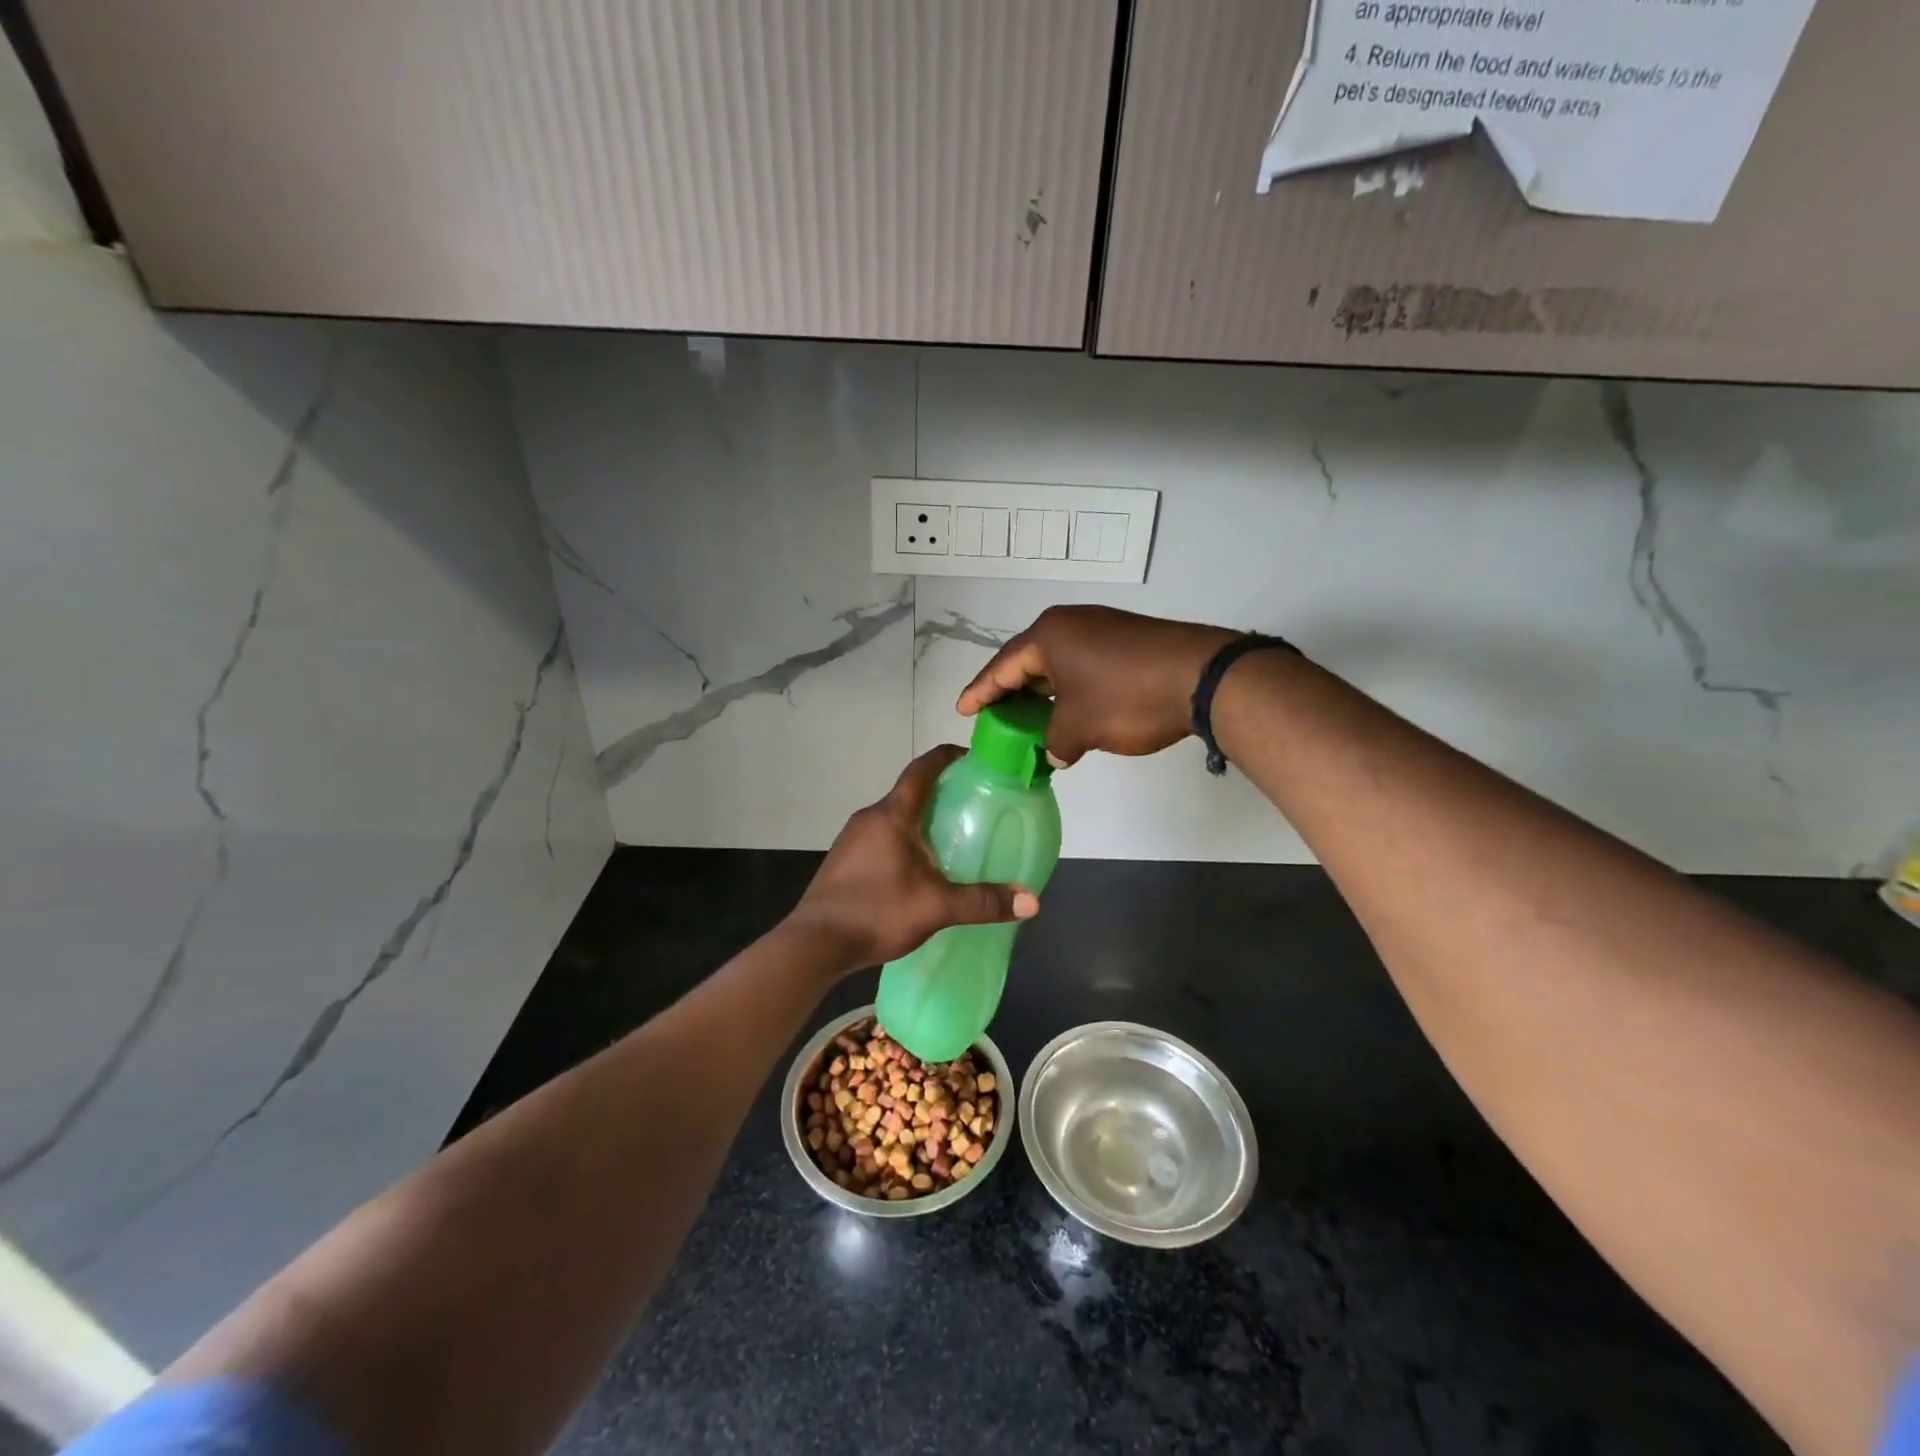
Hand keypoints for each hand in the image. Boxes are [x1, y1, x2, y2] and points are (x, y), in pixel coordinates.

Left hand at [787, 746, 1038, 971]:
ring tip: (951, 836)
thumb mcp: (936, 907)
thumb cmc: (876, 912)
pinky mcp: (844, 860)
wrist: (814, 944)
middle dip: (940, 791)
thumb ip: (983, 902)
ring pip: (894, 816)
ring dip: (920, 818)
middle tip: (973, 803)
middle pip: (909, 792)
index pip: (921, 769)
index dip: (946, 756)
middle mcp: (870, 817)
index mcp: (892, 815)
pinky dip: (904, 839)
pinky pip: (881, 836)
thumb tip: (1032, 901)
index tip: (971, 756)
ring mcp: (852, 839)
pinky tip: (918, 867)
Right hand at [957, 606, 1235, 766]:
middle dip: (1010, 691)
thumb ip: (1055, 743)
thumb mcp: (1080, 728)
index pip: (1002, 666)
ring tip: (1026, 718)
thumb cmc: (1128, 698)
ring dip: (1041, 693)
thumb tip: (1054, 754)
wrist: (1203, 677)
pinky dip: (1068, 690)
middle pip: (1028, 660)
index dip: (980, 691)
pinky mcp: (1126, 640)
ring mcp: (1101, 629)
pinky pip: (1082, 665)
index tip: (962, 710)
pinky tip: (1067, 711)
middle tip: (993, 716)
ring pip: (1057, 664)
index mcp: (1049, 636)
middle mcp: (1071, 624)